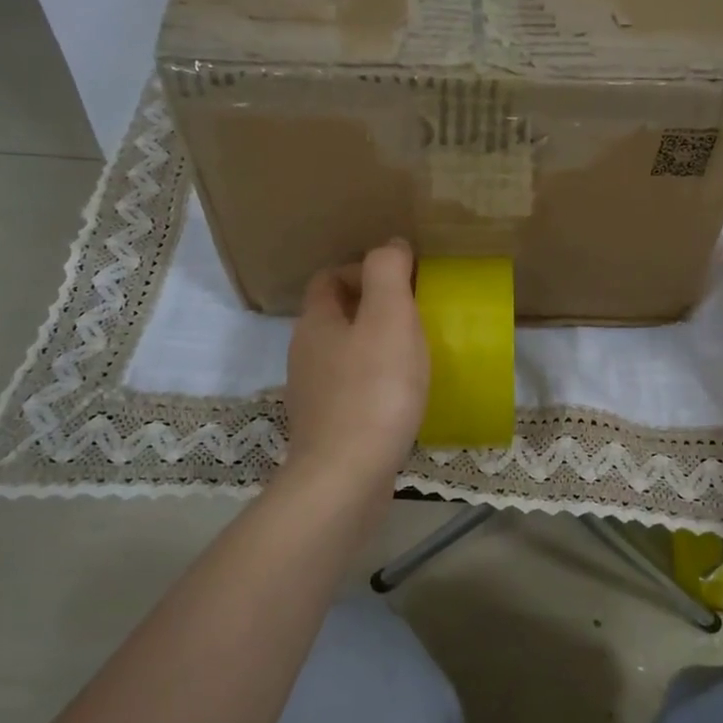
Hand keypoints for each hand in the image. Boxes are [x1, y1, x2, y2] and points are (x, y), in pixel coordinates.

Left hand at [283, 239, 429, 491]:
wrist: (346, 477)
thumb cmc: (374, 390)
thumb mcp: (389, 317)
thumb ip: (388, 273)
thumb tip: (391, 245)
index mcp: (316, 322)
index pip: (329, 278)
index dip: (363, 270)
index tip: (404, 282)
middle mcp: (306, 354)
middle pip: (336, 316)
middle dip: (373, 308)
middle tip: (416, 316)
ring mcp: (313, 395)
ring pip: (344, 355)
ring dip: (375, 347)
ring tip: (416, 355)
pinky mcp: (327, 428)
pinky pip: (352, 391)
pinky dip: (376, 383)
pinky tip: (404, 398)